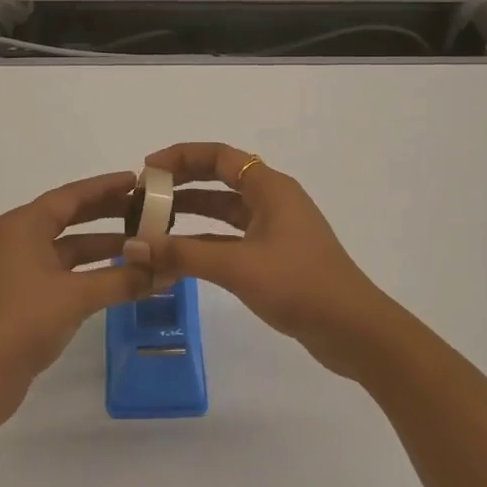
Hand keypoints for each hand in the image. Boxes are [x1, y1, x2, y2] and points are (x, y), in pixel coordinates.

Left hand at [0, 170, 152, 424]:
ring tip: (144, 244)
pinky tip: (121, 277)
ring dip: (103, 246)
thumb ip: (123, 280)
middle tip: (147, 210)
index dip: (105, 186)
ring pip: (69, 248)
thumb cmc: (22, 321)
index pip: (71, 195)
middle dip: (108, 213)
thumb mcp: (76, 296)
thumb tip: (167, 271)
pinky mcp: (25, 296)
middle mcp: (19, 239)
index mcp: (24, 226)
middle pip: (70, 217)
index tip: (138, 181)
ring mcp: (20, 269)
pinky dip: (92, 272)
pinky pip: (65, 272)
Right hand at [124, 142, 409, 376]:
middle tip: (143, 195)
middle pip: (220, 179)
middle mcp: (272, 200)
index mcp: (270, 187)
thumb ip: (183, 254)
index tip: (147, 168)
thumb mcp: (237, 266)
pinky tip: (176, 257)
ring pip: (223, 212)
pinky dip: (203, 243)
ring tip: (151, 224)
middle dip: (181, 184)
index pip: (219, 156)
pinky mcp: (274, 257)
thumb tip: (132, 245)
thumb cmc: (299, 285)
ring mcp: (274, 229)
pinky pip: (230, 239)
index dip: (182, 156)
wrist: (353, 330)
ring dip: (190, 215)